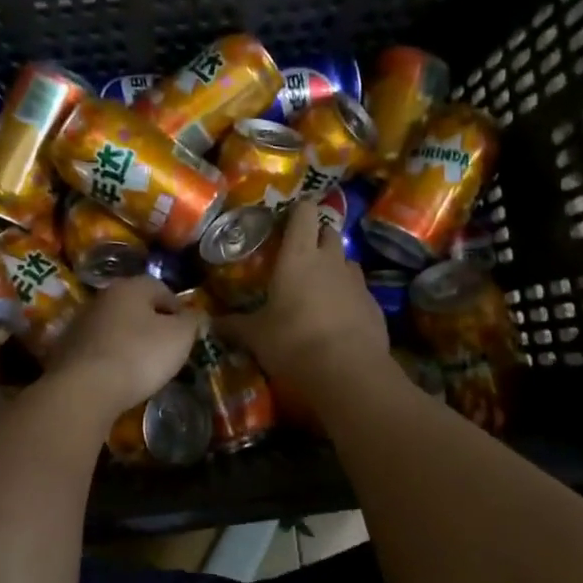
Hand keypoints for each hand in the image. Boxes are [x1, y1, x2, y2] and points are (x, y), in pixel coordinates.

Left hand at [43, 275, 199, 422]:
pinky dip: (110, 359)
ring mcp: (80, 323)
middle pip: (135, 307)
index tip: (187, 334)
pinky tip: (118, 378)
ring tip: (143, 368)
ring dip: (129, 342)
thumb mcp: (180, 337)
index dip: (179, 310)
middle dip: (153, 325)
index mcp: (130, 287)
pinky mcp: (66, 350)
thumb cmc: (139, 355)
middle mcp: (102, 297)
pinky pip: (98, 349)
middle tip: (167, 351)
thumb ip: (193, 321)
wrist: (84, 389)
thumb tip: (196, 314)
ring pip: (115, 328)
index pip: (161, 289)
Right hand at [218, 200, 389, 382]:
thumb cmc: (293, 342)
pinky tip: (337, 318)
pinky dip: (348, 297)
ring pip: (347, 260)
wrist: (348, 372)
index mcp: (298, 256)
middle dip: (316, 237)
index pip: (304, 213)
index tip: (287, 219)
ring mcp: (357, 282)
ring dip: (335, 266)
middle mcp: (331, 260)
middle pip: (329, 232)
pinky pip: (359, 291)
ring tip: (319, 287)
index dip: (298, 210)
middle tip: (300, 254)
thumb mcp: (255, 336)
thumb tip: (209, 323)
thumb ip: (234, 325)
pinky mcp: (374, 305)